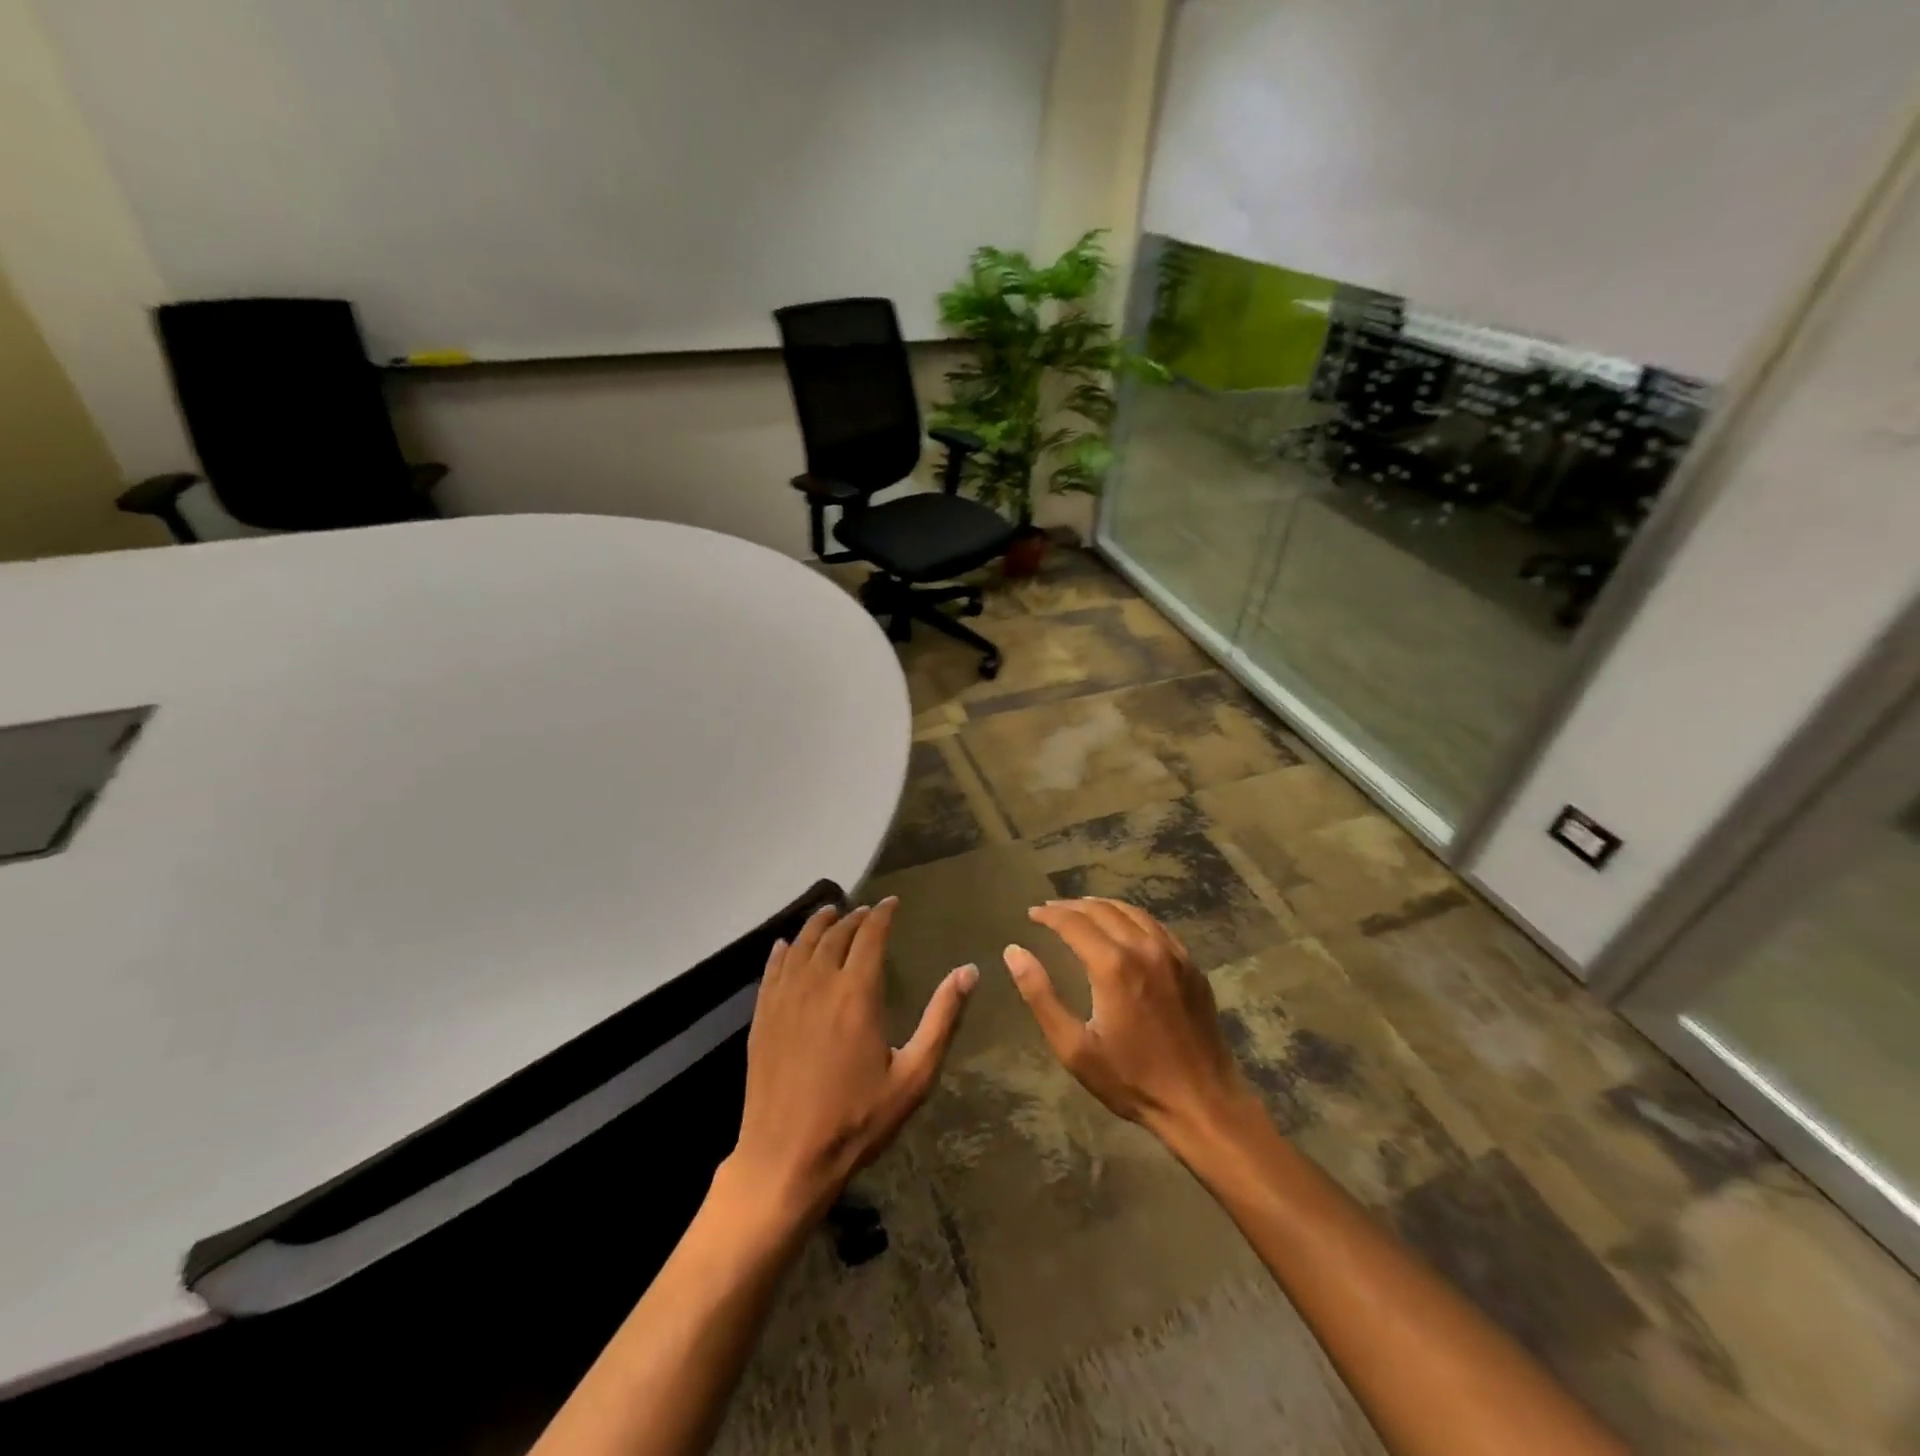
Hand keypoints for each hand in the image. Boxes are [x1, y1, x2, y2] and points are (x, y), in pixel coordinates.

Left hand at [730, 897, 976, 1218]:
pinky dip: (784, 950)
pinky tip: (787, 945)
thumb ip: (942, 1019)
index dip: (882, 914)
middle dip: (853, 917)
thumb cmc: (857, 1121)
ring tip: (830, 913)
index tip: (892, 903)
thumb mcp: (913, 1076)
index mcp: (857, 993)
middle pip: (836, 934)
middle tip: (866, 912)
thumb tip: (969, 971)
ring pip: (802, 944)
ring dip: (819, 924)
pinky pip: (773, 968)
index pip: (870, 935)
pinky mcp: (762, 1017)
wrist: (785, 1159)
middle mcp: (818, 984)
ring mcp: (784, 998)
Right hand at [1005, 898, 1250, 1140]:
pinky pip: (1156, 926)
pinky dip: (1132, 918)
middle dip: (1072, 907)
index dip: (1049, 915)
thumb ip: (1040, 996)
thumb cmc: (1131, 1080)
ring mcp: (1173, 954)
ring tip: (1082, 911)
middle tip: (1050, 911)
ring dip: (1102, 906)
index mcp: (1113, 965)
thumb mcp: (1074, 1047)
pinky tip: (1123, 927)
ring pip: (1132, 912)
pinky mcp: (1191, 966)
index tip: (1032, 914)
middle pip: (1102, 910)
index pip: (1073, 923)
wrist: (1202, 1102)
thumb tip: (1014, 952)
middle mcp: (1144, 948)